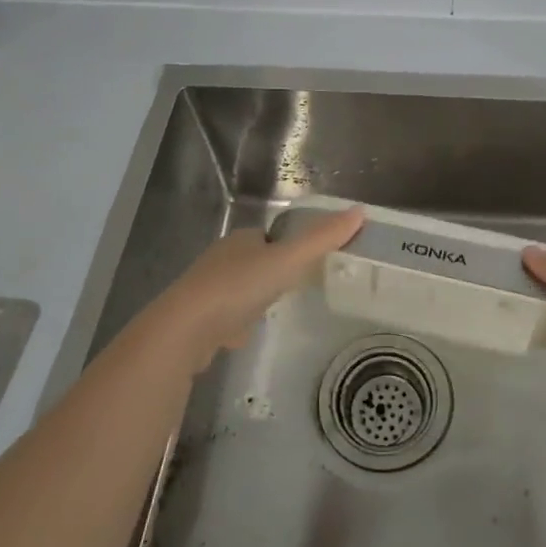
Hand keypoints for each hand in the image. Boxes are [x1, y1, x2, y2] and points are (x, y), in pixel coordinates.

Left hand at [148, 206, 364, 371]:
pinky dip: (238, 322)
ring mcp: (207, 290)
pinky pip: (226, 316)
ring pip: (239, 289)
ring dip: (255, 297)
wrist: (185, 330)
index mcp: (241, 240)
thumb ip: (322, 239)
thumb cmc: (238, 287)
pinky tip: (246, 335)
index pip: (270, 236)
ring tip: (276, 310)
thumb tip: (360, 211)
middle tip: (298, 286)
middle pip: (254, 261)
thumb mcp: (287, 260)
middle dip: (272, 271)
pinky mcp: (199, 321)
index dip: (289, 245)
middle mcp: (222, 259)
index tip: (308, 260)